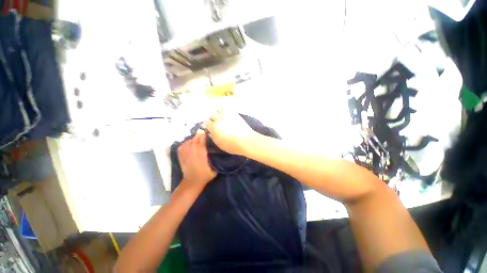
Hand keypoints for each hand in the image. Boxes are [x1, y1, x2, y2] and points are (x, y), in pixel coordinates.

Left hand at [177, 132, 216, 187]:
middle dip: (198, 136)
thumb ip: (216, 162)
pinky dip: (185, 143)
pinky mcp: (181, 158)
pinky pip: (181, 148)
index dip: (202, 139)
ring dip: (192, 139)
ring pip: (188, 145)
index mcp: (201, 160)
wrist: (192, 183)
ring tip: (196, 136)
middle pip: (194, 144)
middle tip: (202, 131)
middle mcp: (193, 157)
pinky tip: (189, 141)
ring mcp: (186, 158)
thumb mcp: (214, 171)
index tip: (205, 133)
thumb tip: (220, 152)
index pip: (201, 147)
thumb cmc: (205, 176)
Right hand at [205, 110, 256, 155]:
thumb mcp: (219, 144)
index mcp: (213, 128)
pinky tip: (227, 116)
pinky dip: (224, 111)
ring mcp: (226, 115)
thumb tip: (209, 131)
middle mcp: (218, 119)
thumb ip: (212, 136)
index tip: (211, 129)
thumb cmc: (232, 145)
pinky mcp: (233, 112)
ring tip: (223, 119)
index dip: (208, 126)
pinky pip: (225, 108)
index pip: (206, 123)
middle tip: (217, 125)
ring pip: (217, 111)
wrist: (246, 140)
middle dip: (213, 120)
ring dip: (218, 115)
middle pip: (211, 116)